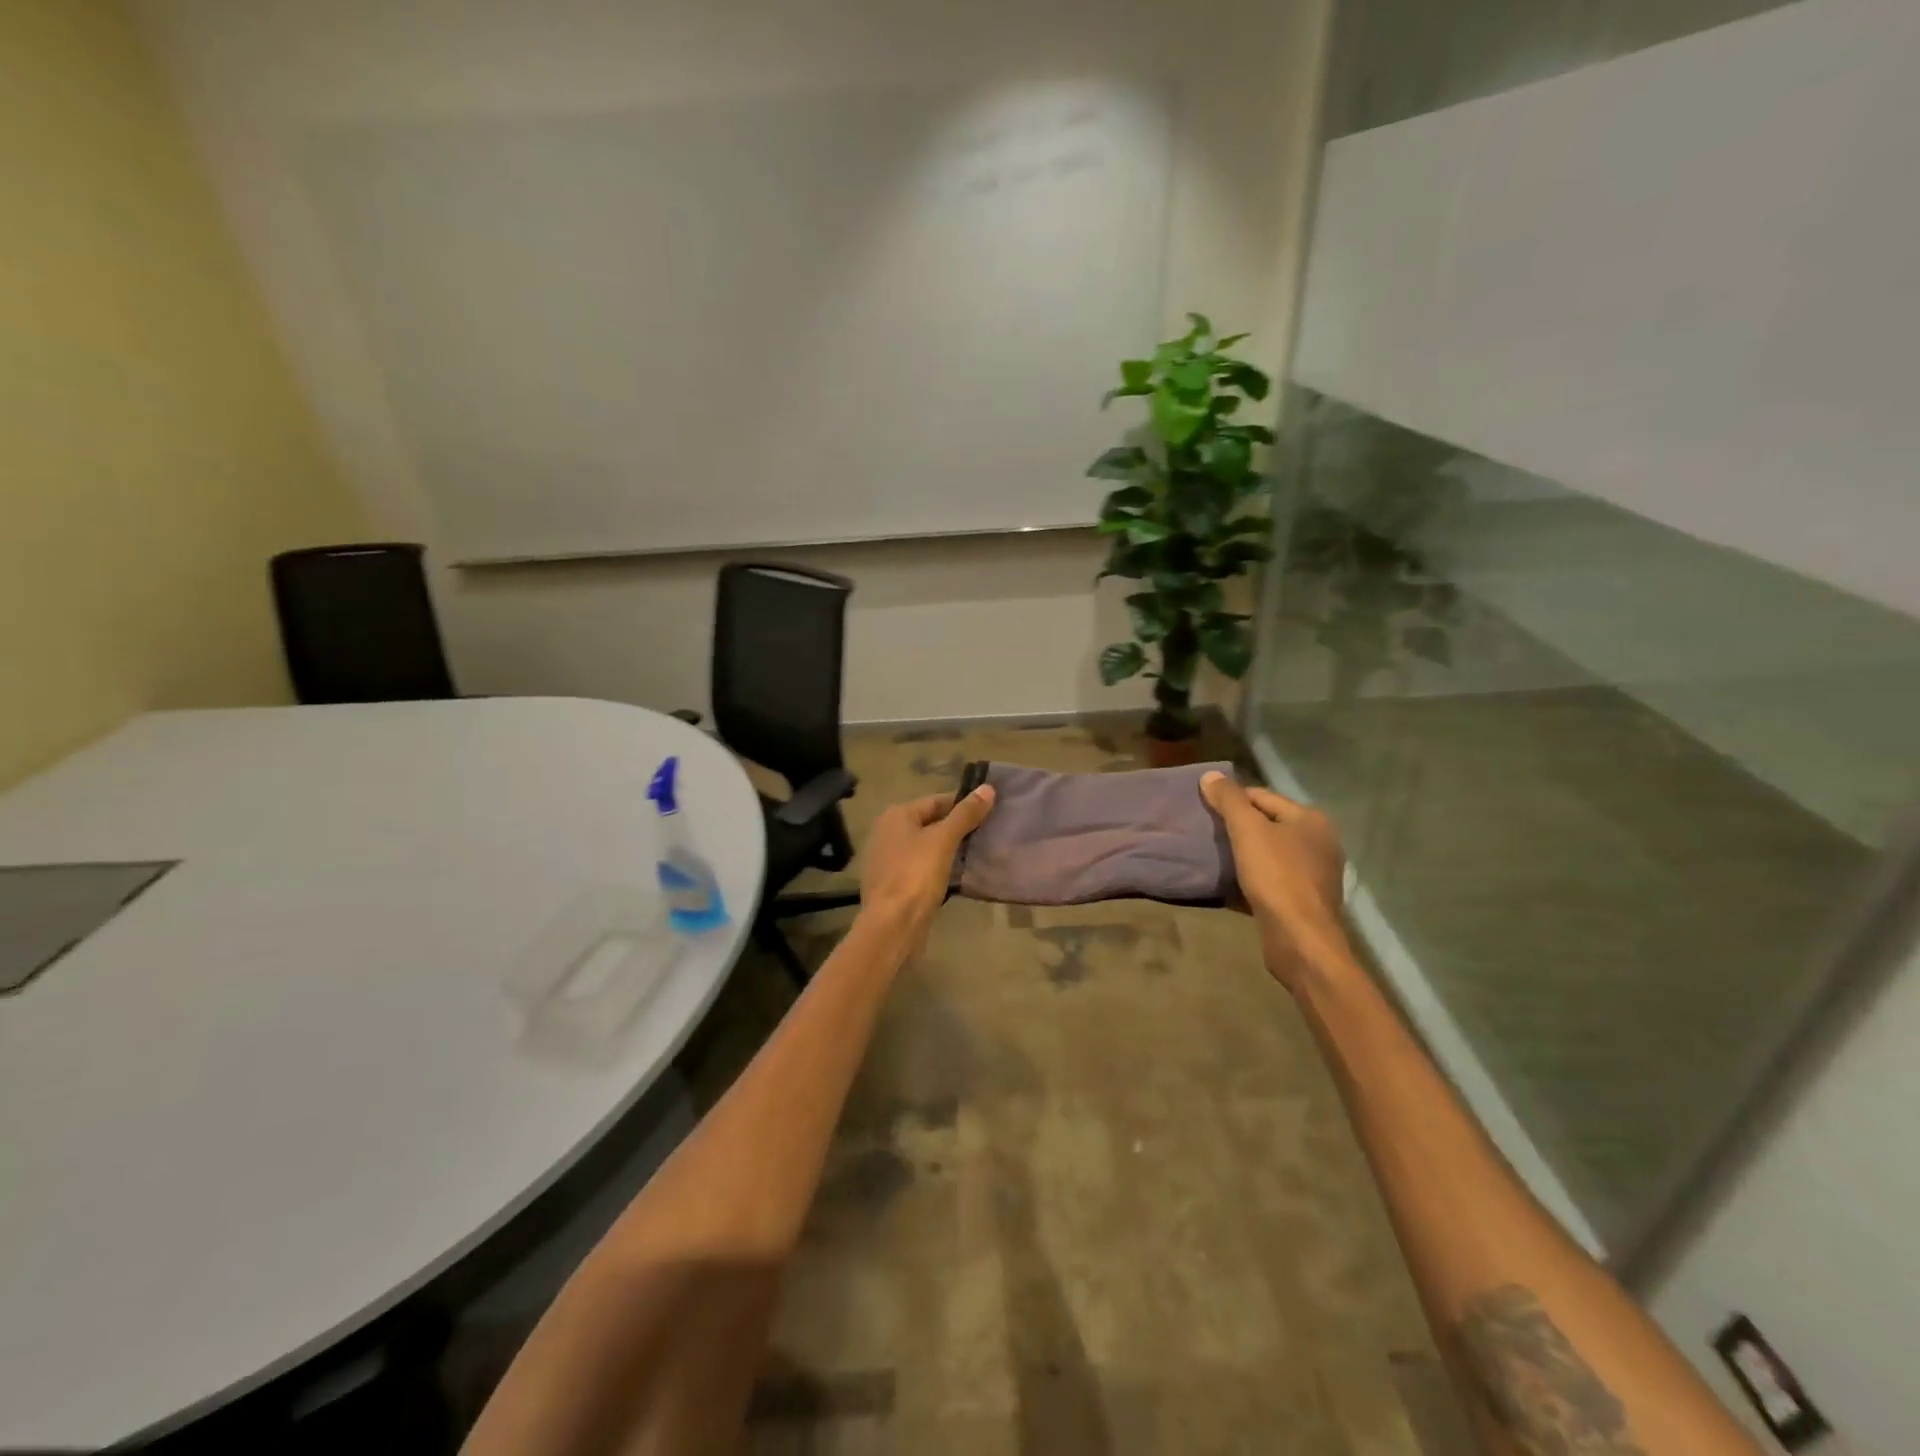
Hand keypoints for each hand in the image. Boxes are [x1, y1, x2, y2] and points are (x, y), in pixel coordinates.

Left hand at [858, 785, 996, 939]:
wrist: (892, 925)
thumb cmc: (916, 875)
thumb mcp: (944, 840)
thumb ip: (965, 814)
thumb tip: (988, 788)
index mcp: (896, 815)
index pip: (937, 801)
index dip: (964, 805)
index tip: (990, 812)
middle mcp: (887, 832)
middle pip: (930, 822)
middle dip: (957, 828)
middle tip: (987, 834)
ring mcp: (887, 859)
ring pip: (926, 846)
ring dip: (948, 849)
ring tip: (977, 854)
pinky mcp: (892, 882)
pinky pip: (920, 866)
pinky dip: (937, 867)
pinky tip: (957, 875)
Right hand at [1200, 771, 1351, 991]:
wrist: (1300, 938)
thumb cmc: (1276, 876)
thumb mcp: (1247, 831)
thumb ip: (1229, 800)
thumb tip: (1210, 775)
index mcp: (1310, 819)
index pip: (1262, 796)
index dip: (1231, 800)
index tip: (1204, 810)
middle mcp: (1320, 841)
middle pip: (1268, 823)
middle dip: (1239, 827)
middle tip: (1207, 833)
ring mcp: (1316, 873)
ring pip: (1270, 852)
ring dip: (1245, 853)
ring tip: (1216, 857)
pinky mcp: (1306, 899)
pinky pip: (1273, 877)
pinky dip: (1253, 876)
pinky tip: (1233, 883)